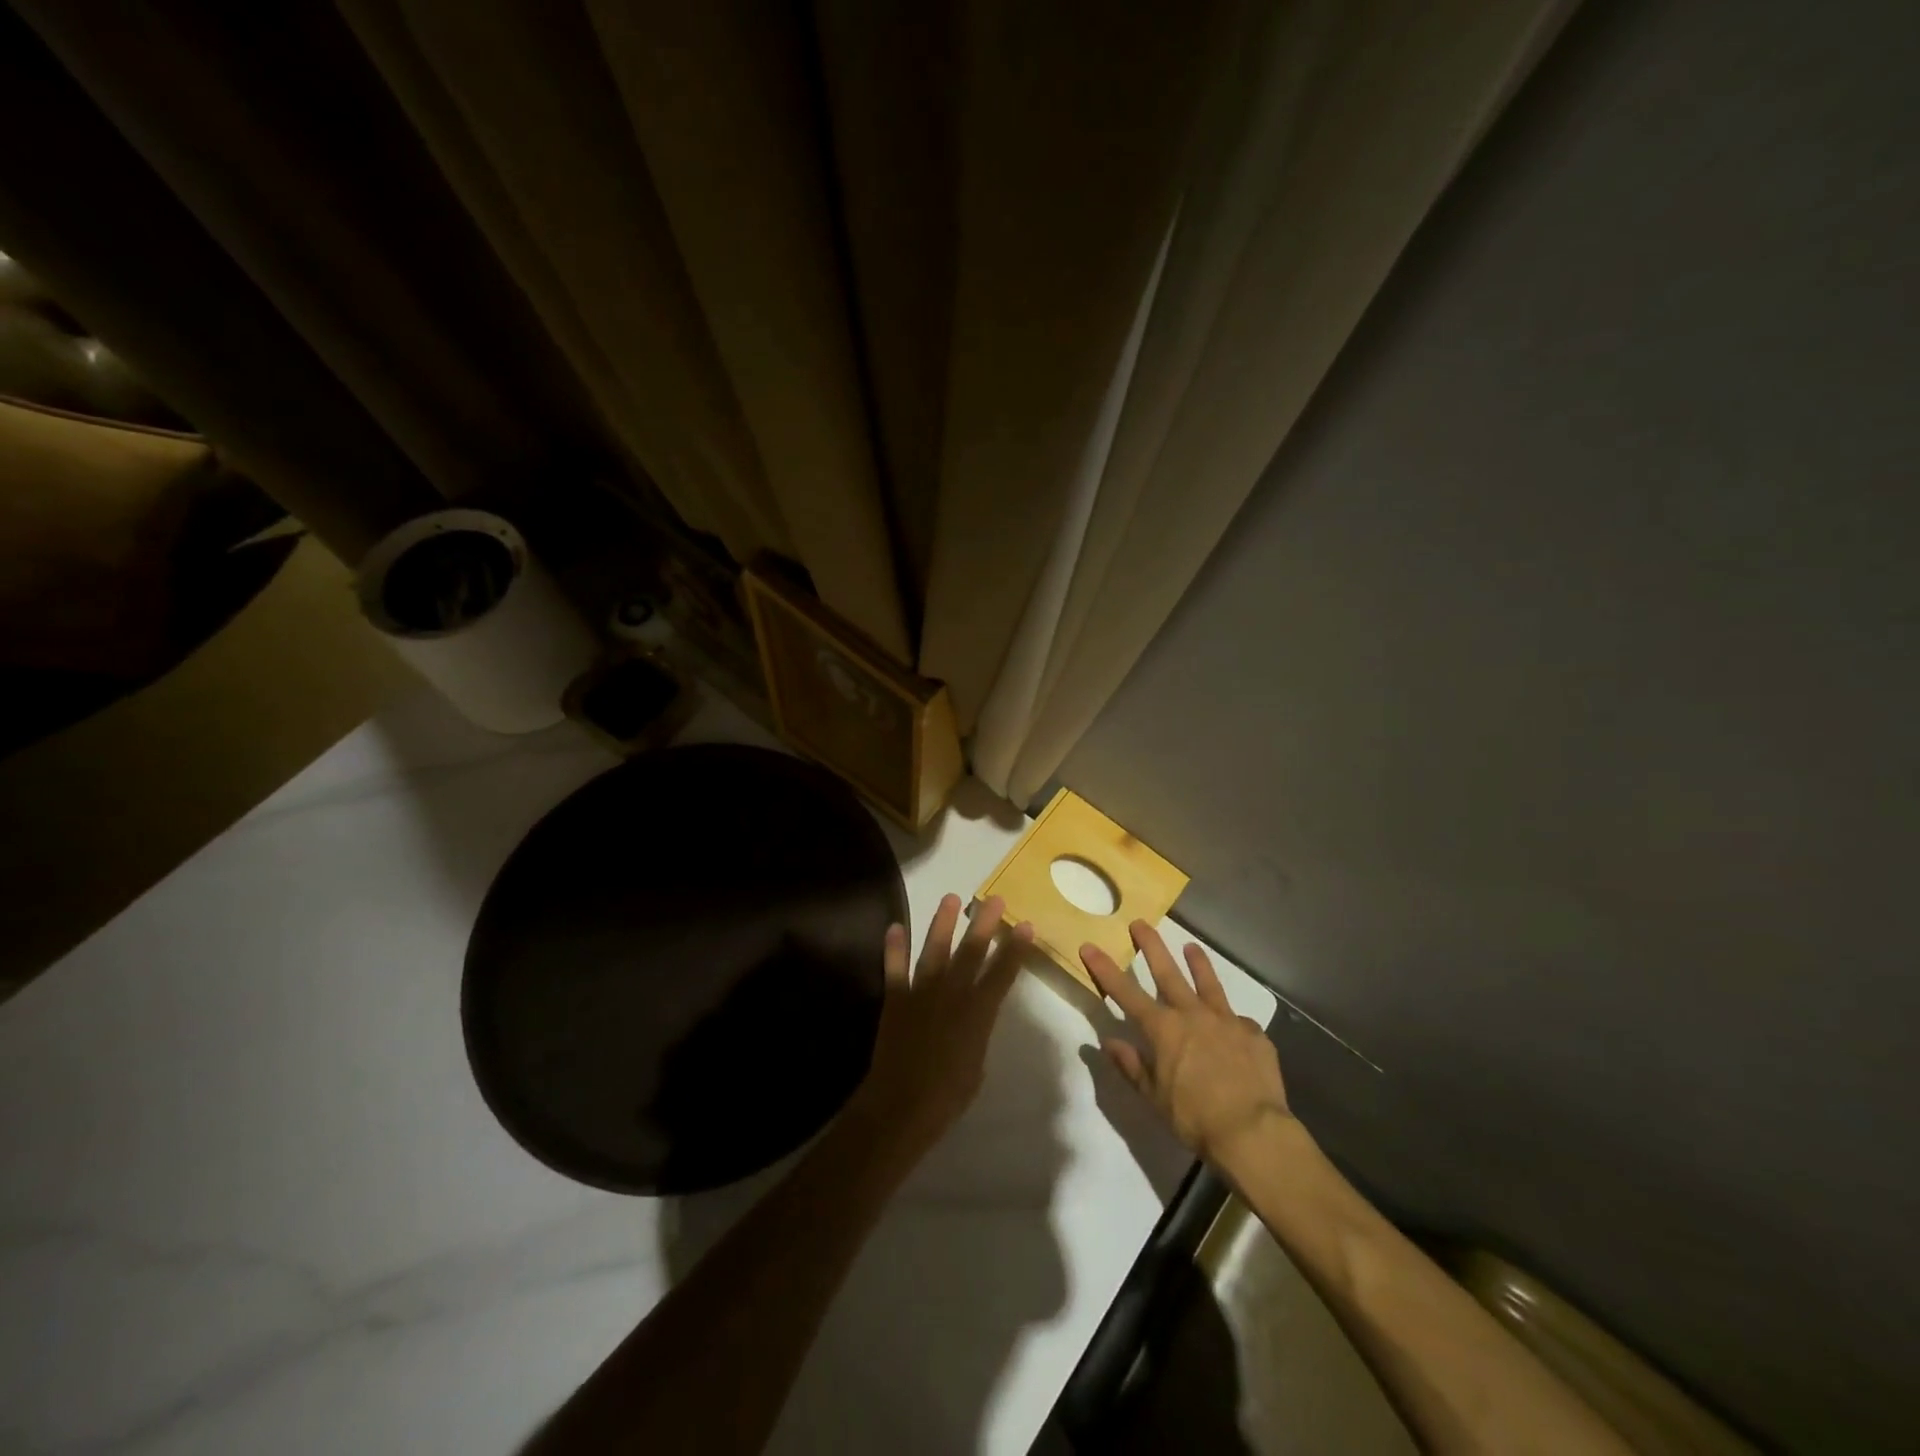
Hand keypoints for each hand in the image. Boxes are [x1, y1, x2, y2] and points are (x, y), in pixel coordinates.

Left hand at [844, 894, 1032, 1163]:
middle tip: (995, 899)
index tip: (1025, 925)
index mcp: (978, 1013)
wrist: (902, 1107)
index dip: (1015, 949)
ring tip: (950, 897)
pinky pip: (894, 968)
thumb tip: (974, 1016)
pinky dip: (894, 948)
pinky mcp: (895, 999)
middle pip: (971, 952)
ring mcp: (921, 993)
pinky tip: (895, 926)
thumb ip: (977, 1032)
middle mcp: (952, 994)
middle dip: (984, 924)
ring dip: (942, 923)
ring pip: (934, 950)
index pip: (1002, 974)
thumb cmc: (948, 1096)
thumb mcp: (976, 1064)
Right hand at [1080, 921, 1291, 1167]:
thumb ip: (1132, 1066)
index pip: (1125, 992)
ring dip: (1198, 963)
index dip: (1105, 968)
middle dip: (1151, 946)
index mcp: (1163, 1029)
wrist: (1253, 1131)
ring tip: (1192, 947)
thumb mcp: (1153, 1097)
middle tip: (1140, 923)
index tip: (1090, 946)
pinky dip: (1233, 1021)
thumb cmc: (1194, 1117)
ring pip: (1209, 984)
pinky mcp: (1254, 1035)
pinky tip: (1236, 1026)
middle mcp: (1193, 1015)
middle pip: (1168, 972)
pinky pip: (1240, 1022)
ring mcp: (1227, 1021)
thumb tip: (1109, 1042)